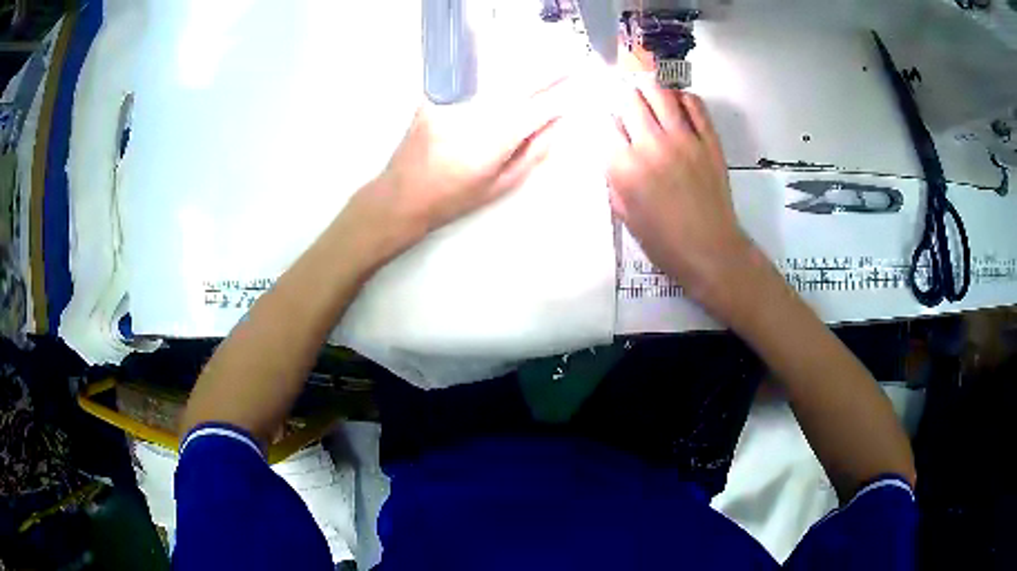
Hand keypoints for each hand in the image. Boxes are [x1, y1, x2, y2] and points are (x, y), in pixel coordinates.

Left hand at [340, 80, 571, 262]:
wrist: (400, 196)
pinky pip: (471, 83)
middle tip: (572, 62)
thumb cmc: (453, 199)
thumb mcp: (501, 185)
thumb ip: (534, 153)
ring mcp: (452, 101)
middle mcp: (475, 112)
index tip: (581, 84)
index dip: (562, 95)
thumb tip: (559, 126)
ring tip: (543, 71)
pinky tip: (501, 82)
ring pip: (496, 78)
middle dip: (549, 72)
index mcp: (495, 138)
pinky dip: (490, 80)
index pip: (539, 107)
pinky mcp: (435, 96)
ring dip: (522, 73)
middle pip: (520, 83)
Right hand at [607, 78, 754, 306]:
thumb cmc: (663, 242)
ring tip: (647, 98)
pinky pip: (694, 104)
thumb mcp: (624, 214)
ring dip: (647, 90)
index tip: (605, 121)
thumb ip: (613, 177)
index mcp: (625, 167)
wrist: (711, 252)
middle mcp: (651, 144)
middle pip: (628, 98)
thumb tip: (611, 149)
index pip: (603, 122)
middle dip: (621, 99)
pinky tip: (676, 105)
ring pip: (659, 92)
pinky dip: (682, 98)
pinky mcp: (709, 140)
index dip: (601, 118)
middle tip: (625, 106)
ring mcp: (684, 139)